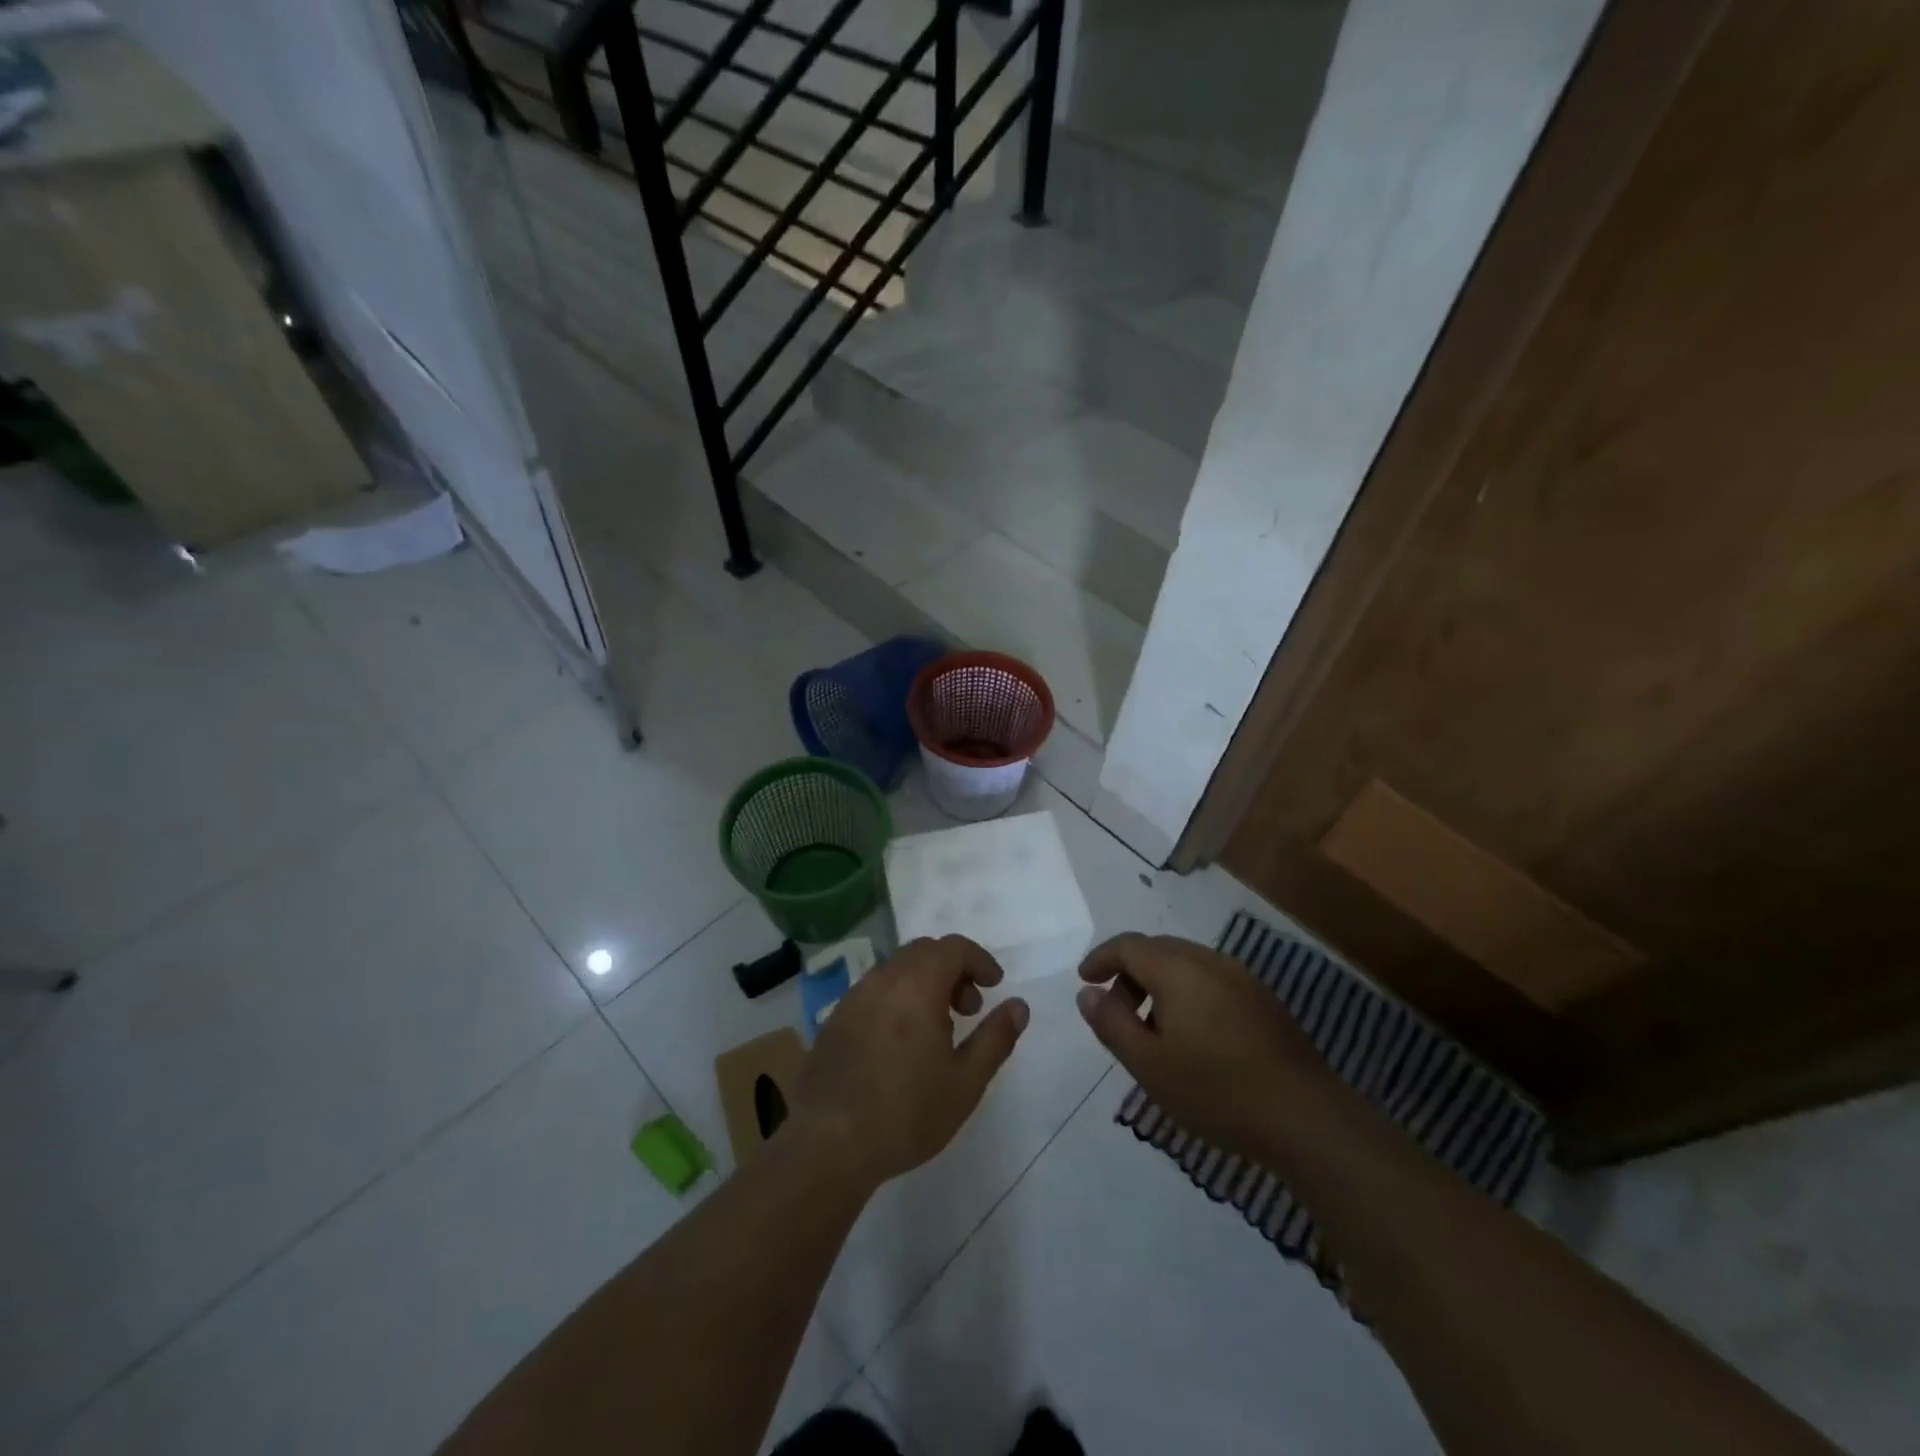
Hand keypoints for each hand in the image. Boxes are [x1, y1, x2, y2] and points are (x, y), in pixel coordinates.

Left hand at [790, 936, 1028, 1189]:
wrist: (828, 1144)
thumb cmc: (907, 1113)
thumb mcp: (965, 1081)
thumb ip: (996, 1037)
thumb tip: (1019, 1006)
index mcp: (917, 985)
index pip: (953, 947)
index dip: (979, 960)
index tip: (995, 985)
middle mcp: (883, 979)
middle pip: (924, 952)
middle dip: (953, 970)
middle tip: (969, 1009)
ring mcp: (854, 998)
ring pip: (897, 970)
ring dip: (924, 983)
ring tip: (937, 1030)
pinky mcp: (835, 1020)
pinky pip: (875, 991)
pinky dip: (898, 998)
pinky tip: (901, 1044)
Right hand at [1077, 933, 1332, 1158]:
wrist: (1306, 1118)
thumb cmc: (1216, 1091)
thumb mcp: (1149, 1065)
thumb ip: (1112, 1024)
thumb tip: (1088, 992)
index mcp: (1178, 970)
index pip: (1128, 945)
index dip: (1101, 958)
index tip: (1085, 981)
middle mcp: (1210, 961)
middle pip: (1157, 949)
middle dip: (1128, 972)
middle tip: (1117, 1012)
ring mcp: (1242, 977)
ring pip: (1185, 963)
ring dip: (1158, 983)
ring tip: (1153, 1029)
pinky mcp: (1263, 999)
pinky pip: (1210, 978)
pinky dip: (1187, 992)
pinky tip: (1193, 1036)